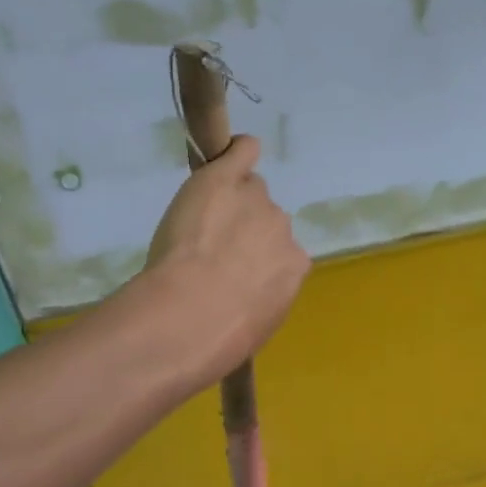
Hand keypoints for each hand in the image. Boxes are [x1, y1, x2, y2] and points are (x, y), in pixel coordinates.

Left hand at [131, 136, 308, 383]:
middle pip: (266, 218)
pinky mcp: (227, 180)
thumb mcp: (256, 323)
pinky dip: (238, 151)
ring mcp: (257, 202)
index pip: (280, 251)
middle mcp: (283, 230)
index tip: (232, 270)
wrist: (191, 315)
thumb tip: (249, 291)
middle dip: (244, 230)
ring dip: (229, 204)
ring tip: (196, 227)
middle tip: (210, 251)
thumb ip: (261, 296)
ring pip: (248, 193)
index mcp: (294, 267)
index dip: (255, 259)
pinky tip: (232, 150)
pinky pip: (243, 153)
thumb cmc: (221, 335)